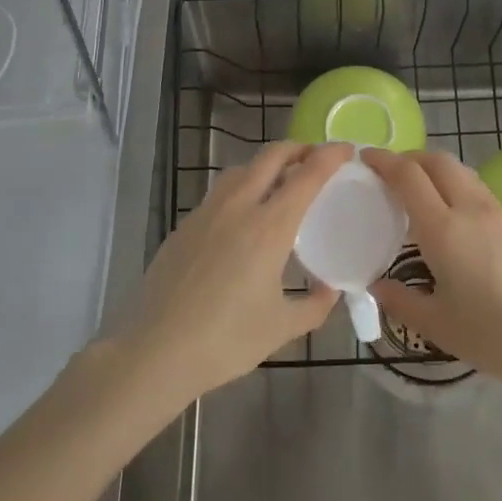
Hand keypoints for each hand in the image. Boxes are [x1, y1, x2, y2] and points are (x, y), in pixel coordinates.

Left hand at [114, 140, 350, 404]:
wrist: (155, 352)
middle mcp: (238, 207)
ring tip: (281, 183)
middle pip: (271, 156)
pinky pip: (220, 192)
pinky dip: (242, 187)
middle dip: (298, 148)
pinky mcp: (185, 225)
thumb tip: (331, 289)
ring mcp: (206, 212)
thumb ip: (314, 305)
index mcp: (268, 227)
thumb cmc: (225, 341)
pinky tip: (244, 216)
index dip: (330, 156)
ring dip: (267, 165)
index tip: (346, 150)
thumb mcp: (281, 328)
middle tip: (316, 158)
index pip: (306, 175)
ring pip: (241, 169)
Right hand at [367, 148, 501, 396]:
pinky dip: (458, 193)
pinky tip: (457, 227)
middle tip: (390, 173)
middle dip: (411, 158)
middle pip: (439, 161)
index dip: (384, 161)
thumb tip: (377, 286)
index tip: (365, 158)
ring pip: (463, 175)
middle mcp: (472, 211)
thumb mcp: (440, 327)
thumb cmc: (498, 337)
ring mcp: (501, 217)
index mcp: (444, 229)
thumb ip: (402, 302)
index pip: (408, 176)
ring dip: (437, 172)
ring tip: (422, 196)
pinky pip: (481, 196)